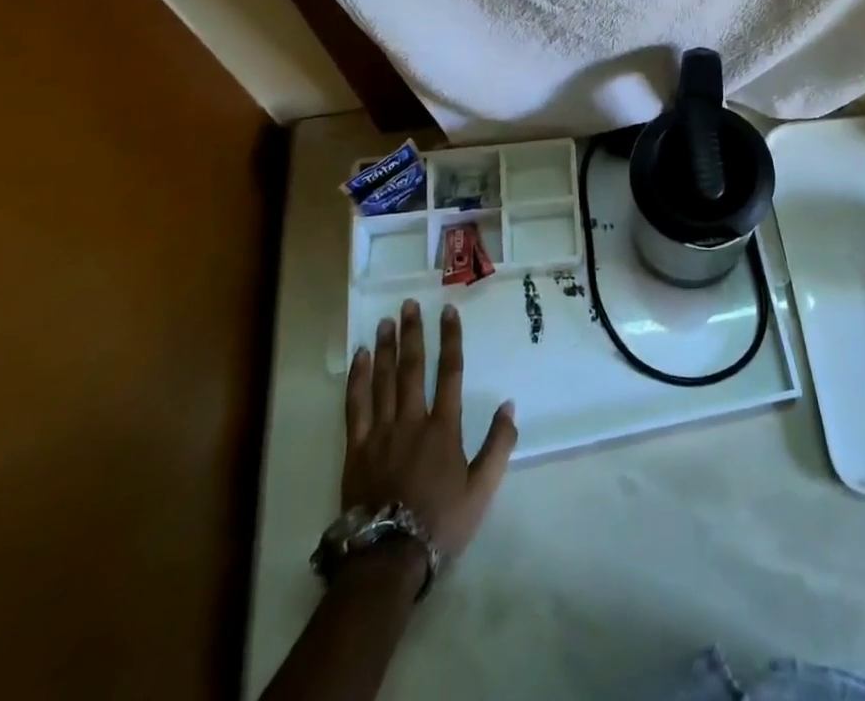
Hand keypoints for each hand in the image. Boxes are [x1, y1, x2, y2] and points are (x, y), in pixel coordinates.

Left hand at [344, 300, 516, 564]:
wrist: (388, 558)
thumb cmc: (439, 523)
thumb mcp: (482, 489)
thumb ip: (499, 445)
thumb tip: (509, 405)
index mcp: (443, 428)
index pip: (450, 372)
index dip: (450, 339)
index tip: (448, 312)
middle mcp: (412, 420)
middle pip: (412, 368)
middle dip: (412, 333)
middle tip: (408, 305)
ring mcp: (380, 433)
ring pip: (383, 381)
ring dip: (385, 349)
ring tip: (385, 322)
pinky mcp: (356, 449)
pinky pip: (355, 407)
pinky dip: (358, 380)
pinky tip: (360, 359)